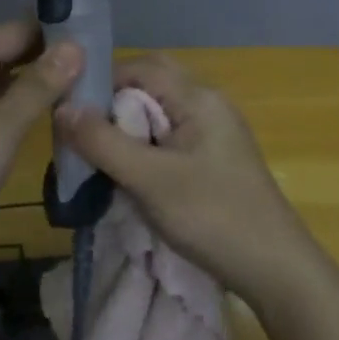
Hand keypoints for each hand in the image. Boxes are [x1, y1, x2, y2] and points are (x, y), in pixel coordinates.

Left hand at [0, 20, 84, 275]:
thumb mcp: (2, 125)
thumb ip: (39, 85)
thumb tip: (75, 46)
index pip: (13, 32)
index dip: (53, 31)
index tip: (98, 35)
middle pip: (9, 57)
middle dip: (50, 60)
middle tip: (102, 66)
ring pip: (6, 88)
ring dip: (41, 88)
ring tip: (89, 89)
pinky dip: (26, 114)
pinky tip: (56, 122)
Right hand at [56, 53, 317, 302]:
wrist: (277, 271)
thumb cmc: (213, 217)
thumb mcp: (150, 179)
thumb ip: (103, 142)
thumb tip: (61, 107)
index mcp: (198, 97)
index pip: (138, 67)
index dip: (100, 84)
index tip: (69, 115)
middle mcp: (208, 103)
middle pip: (148, 85)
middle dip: (112, 106)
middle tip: (83, 136)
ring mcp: (214, 131)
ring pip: (157, 112)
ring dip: (126, 127)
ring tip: (98, 157)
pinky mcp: (214, 157)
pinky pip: (169, 136)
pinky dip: (143, 146)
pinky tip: (128, 174)